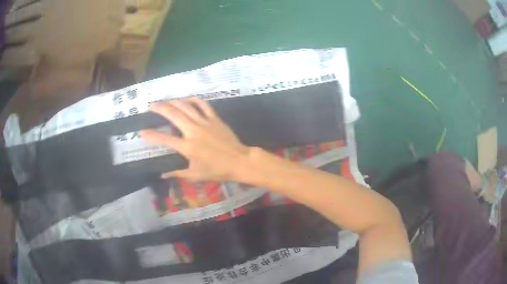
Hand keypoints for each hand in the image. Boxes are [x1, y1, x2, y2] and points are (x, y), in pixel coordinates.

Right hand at [141, 98, 250, 181]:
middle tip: (151, 105)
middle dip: (160, 108)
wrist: (240, 161)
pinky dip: (194, 100)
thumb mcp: (196, 175)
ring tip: (166, 100)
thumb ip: (177, 173)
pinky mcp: (215, 118)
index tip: (141, 131)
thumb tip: (162, 174)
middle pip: (173, 115)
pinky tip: (187, 99)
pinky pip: (203, 104)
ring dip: (174, 101)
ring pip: (186, 106)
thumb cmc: (218, 170)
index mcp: (187, 147)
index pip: (164, 139)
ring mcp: (205, 122)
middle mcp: (193, 131)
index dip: (151, 135)